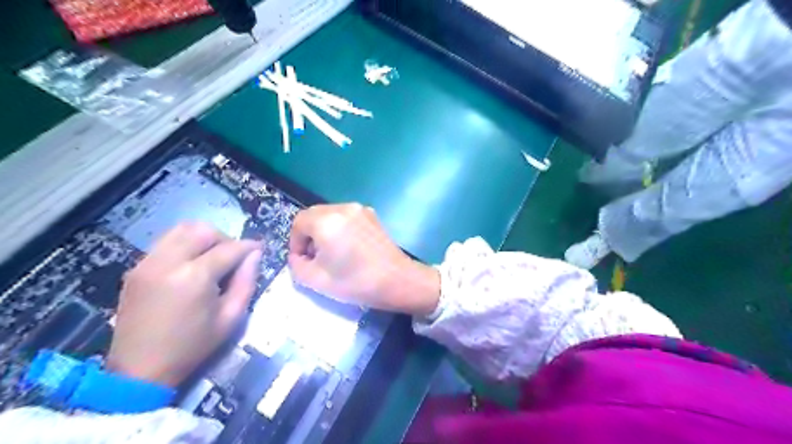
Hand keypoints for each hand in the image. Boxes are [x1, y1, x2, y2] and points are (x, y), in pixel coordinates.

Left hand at [107, 225, 261, 386]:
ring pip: (181, 229)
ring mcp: (147, 263)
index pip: (229, 249)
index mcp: (194, 277)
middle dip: (225, 238)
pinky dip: (184, 244)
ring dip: (203, 238)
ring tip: (212, 257)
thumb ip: (246, 282)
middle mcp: (168, 262)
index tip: (259, 249)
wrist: (139, 370)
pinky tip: (191, 265)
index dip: (248, 247)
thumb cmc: (192, 346)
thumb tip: (255, 255)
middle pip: (203, 231)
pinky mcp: (136, 268)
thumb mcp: (231, 318)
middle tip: (233, 257)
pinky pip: (165, 242)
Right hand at [291, 202, 442, 316]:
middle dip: (309, 235)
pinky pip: (347, 217)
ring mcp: (360, 209)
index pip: (298, 222)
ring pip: (330, 215)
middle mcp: (342, 208)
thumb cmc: (356, 282)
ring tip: (333, 253)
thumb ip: (297, 265)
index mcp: (327, 221)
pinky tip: (350, 248)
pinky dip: (340, 228)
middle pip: (314, 215)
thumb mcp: (316, 280)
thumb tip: (299, 256)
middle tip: (315, 258)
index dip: (295, 242)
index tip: (303, 260)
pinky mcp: (372, 215)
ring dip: (324, 231)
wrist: (397, 280)